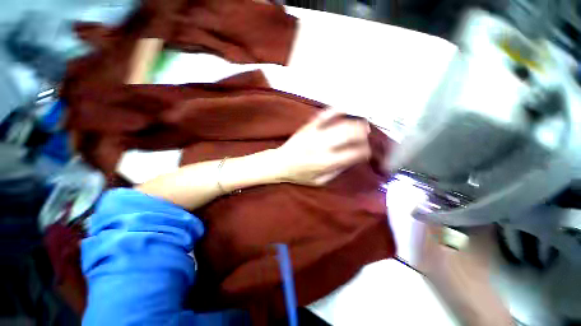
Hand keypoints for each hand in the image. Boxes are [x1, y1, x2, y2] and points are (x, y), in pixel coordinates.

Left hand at [274, 109, 370, 185]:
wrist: (279, 163)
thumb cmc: (299, 175)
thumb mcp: (319, 181)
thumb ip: (337, 171)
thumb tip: (352, 159)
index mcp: (325, 162)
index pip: (353, 153)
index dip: (365, 152)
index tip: (366, 152)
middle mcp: (322, 146)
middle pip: (350, 134)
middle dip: (363, 134)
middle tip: (366, 136)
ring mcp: (314, 134)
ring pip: (341, 123)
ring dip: (355, 122)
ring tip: (361, 124)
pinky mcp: (308, 126)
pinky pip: (325, 115)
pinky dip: (337, 110)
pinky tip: (345, 110)